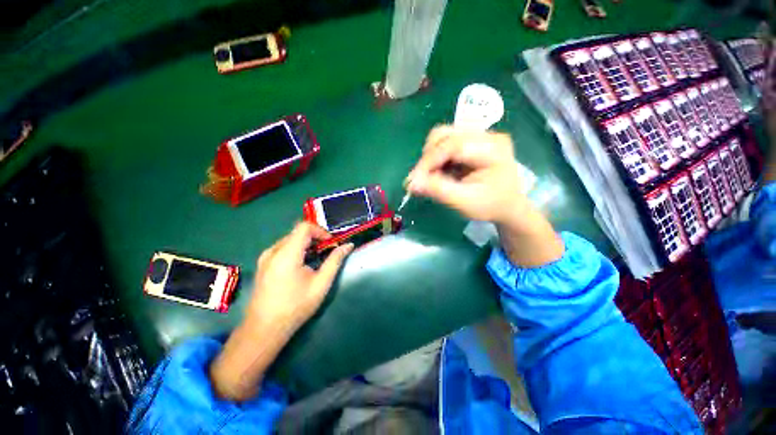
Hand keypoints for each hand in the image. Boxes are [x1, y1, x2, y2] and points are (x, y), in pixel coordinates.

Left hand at [210, 223, 352, 400]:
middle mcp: (273, 251)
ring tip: (316, 259)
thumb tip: (348, 245)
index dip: (321, 231)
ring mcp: (265, 257)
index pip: (304, 227)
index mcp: (286, 254)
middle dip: (316, 238)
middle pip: (298, 233)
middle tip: (327, 252)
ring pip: (290, 239)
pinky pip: (283, 248)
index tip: (331, 243)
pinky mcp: (263, 264)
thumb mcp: (321, 284)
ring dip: (307, 244)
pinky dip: (296, 250)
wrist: (264, 329)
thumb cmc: (295, 307)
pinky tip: (302, 266)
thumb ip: (335, 261)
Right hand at [406, 125, 563, 266]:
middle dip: (428, 158)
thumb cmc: (490, 206)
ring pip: (442, 136)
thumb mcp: (464, 202)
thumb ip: (438, 190)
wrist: (507, 205)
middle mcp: (487, 135)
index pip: (453, 145)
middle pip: (445, 134)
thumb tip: (410, 183)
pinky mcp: (471, 140)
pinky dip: (437, 158)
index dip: (429, 161)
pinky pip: (445, 142)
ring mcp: (479, 135)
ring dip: (431, 157)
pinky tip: (441, 172)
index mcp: (492, 148)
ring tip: (433, 176)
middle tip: (423, 180)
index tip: (413, 180)